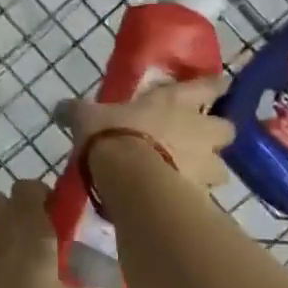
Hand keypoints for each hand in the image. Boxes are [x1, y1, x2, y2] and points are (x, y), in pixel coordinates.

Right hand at [62, 74, 235, 188]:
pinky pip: (204, 196)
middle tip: (201, 140)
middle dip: (217, 134)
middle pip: (226, 129)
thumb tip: (60, 108)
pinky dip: (194, 198)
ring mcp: (204, 164)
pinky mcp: (200, 195)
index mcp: (176, 101)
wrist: (131, 178)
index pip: (208, 86)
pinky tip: (177, 201)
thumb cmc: (114, 135)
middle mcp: (199, 130)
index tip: (223, 85)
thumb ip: (78, 112)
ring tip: (190, 177)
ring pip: (220, 167)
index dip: (216, 85)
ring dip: (209, 170)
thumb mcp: (88, 117)